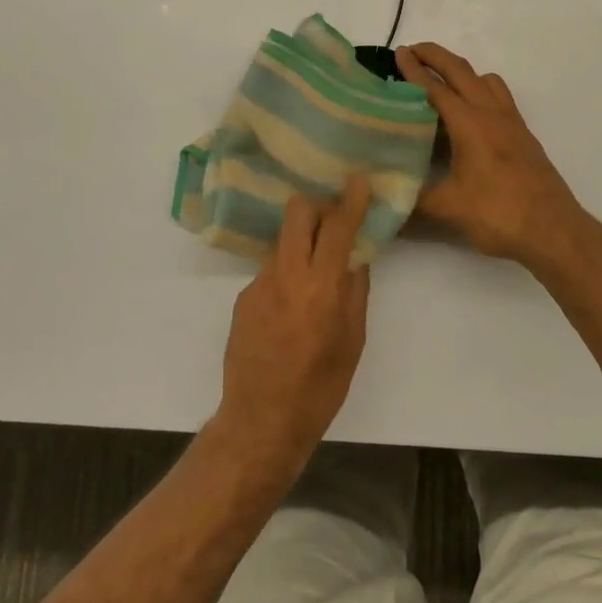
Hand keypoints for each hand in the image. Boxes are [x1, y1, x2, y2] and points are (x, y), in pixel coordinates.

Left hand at [215, 175, 371, 477]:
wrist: (260, 422)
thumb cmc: (319, 389)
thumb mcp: (352, 342)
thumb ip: (355, 292)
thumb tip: (357, 256)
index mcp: (321, 289)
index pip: (337, 228)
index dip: (350, 200)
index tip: (358, 180)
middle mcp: (287, 276)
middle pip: (297, 213)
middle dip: (316, 207)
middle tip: (332, 223)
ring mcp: (259, 284)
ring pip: (283, 240)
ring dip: (301, 244)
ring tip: (314, 276)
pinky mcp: (243, 297)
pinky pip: (271, 270)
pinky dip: (286, 275)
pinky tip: (290, 309)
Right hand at [396, 42, 591, 270]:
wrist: (554, 230)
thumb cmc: (499, 214)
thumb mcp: (449, 209)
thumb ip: (413, 201)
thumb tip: (384, 200)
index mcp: (469, 123)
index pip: (435, 88)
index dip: (414, 70)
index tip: (398, 53)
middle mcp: (491, 113)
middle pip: (461, 71)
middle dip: (436, 56)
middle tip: (413, 51)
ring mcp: (511, 122)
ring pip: (485, 80)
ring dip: (462, 71)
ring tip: (442, 80)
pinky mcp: (523, 135)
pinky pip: (499, 97)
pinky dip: (480, 89)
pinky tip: (471, 114)